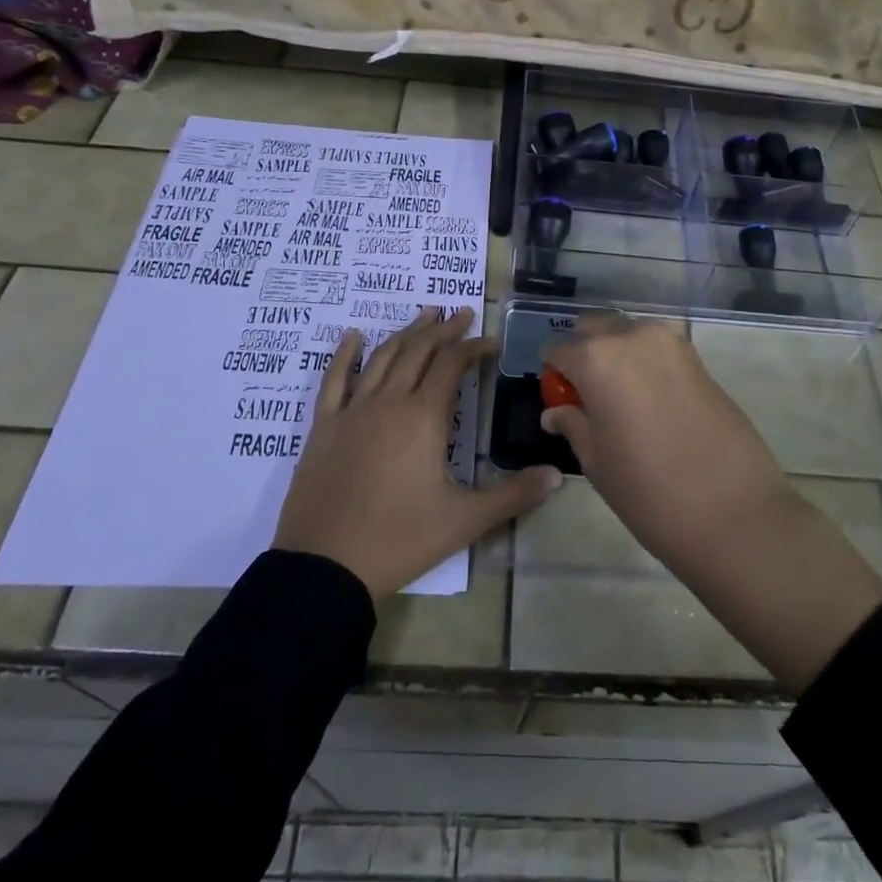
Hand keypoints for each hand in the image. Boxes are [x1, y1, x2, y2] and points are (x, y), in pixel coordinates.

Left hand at [273, 307, 559, 600]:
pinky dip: (344, 354)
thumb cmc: (400, 539)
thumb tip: (557, 476)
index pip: (453, 364)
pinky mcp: (323, 427)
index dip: (473, 347)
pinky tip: (352, 336)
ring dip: (406, 332)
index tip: (491, 340)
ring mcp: (352, 411)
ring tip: (425, 315)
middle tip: (461, 314)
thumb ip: (514, 495)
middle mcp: (389, 401)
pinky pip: (334, 380)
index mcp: (424, 416)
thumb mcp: (465, 521)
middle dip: (443, 330)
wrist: (326, 567)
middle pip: (418, 351)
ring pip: (382, 357)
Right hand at [540, 314, 881, 690]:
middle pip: (594, 329)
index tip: (560, 400)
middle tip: (588, 397)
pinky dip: (645, 363)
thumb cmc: (649, 492)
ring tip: (621, 400)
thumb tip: (556, 411)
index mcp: (598, 358)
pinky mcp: (699, 358)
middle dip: (584, 354)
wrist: (734, 513)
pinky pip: (657, 348)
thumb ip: (573, 424)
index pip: (558, 350)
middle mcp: (633, 336)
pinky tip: (651, 402)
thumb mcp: (597, 462)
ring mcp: (671, 343)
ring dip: (616, 354)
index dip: (554, 375)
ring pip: (628, 333)